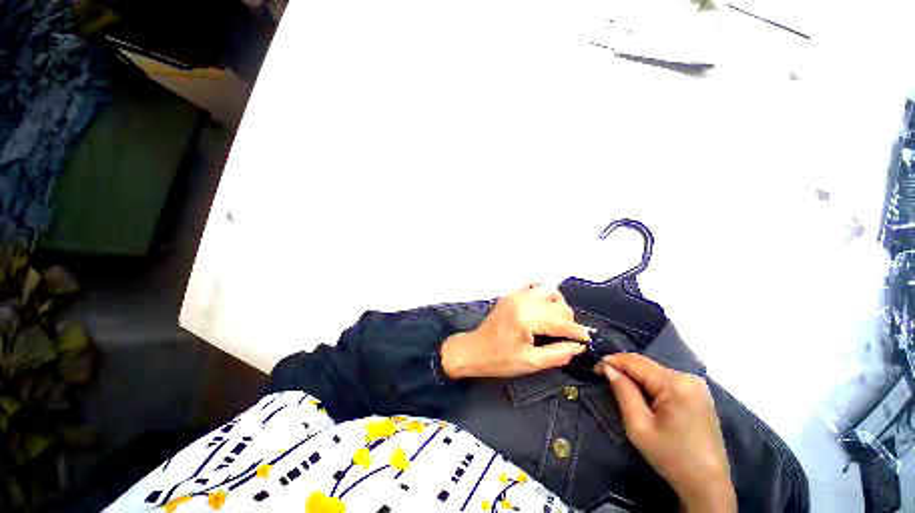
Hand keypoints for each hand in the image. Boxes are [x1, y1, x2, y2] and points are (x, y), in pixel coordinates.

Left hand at [440, 284, 590, 378]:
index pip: (563, 322)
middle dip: (569, 321)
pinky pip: (531, 286)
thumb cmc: (499, 360)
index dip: (578, 333)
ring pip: (548, 290)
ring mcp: (515, 294)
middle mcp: (523, 301)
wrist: (473, 350)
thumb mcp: (530, 363)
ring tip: (556, 320)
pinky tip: (541, 306)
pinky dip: (541, 293)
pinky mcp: (510, 294)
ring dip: (557, 304)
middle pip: (559, 304)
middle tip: (567, 336)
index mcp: (528, 318)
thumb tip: (578, 346)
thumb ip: (558, 354)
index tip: (586, 342)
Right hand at [596, 354, 735, 512]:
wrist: (707, 485)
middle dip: (623, 369)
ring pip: (655, 371)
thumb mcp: (639, 426)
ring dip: (635, 376)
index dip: (612, 361)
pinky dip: (648, 383)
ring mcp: (696, 385)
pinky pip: (665, 380)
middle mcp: (689, 378)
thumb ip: (623, 392)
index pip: (636, 361)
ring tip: (618, 385)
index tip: (594, 368)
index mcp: (676, 384)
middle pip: (646, 365)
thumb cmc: (671, 458)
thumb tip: (608, 368)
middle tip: (603, 377)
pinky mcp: (698, 394)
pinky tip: (640, 393)